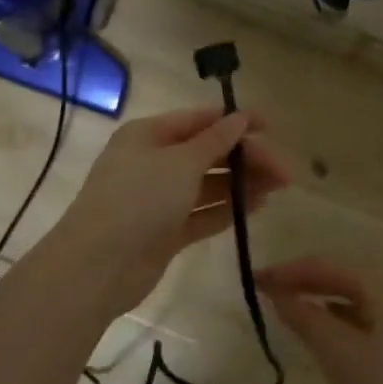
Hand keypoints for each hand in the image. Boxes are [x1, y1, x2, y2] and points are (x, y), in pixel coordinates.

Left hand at [51, 105, 292, 316]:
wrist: (99, 265)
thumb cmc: (139, 199)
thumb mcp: (180, 162)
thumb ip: (215, 141)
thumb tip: (240, 117)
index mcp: (149, 135)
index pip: (199, 120)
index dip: (235, 121)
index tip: (271, 127)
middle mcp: (153, 162)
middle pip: (207, 152)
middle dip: (244, 158)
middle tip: (283, 173)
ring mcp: (158, 199)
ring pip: (208, 184)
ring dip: (241, 183)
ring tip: (278, 187)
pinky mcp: (165, 231)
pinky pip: (203, 212)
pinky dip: (228, 208)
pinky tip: (258, 206)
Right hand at [257, 256, 382, 383]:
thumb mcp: (340, 355)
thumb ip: (305, 319)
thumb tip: (277, 293)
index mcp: (381, 281)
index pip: (322, 265)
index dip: (285, 272)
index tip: (252, 280)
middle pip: (338, 277)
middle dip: (301, 284)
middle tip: (264, 296)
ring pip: (351, 299)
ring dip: (318, 303)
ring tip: (286, 315)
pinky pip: (363, 319)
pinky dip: (337, 322)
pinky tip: (323, 340)